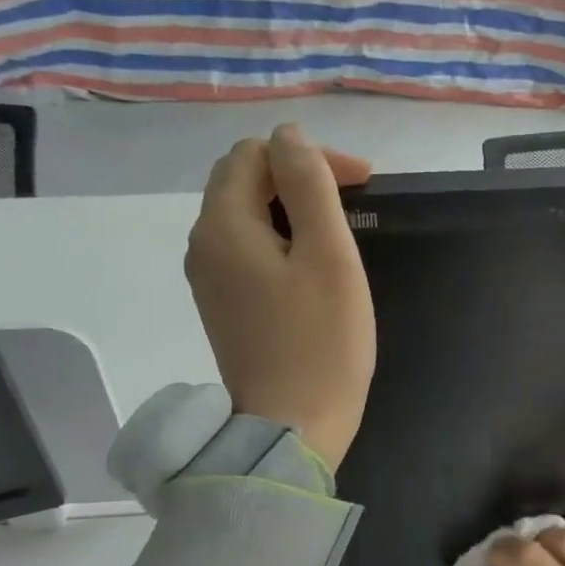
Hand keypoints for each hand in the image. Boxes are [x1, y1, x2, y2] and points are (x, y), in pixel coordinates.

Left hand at [185, 124, 374, 470]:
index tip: (361, 184)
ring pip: (245, 217)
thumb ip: (308, 185)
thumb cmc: (321, 344)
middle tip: (352, 200)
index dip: (309, 156)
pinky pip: (247, 252)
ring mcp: (209, 281)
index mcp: (223, 226)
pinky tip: (311, 268)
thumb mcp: (327, 255)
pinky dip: (280, 242)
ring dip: (291, 209)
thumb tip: (288, 135)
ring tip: (337, 233)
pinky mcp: (223, 308)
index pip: (255, 154)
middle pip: (243, 181)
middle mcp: (203, 246)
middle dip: (297, 177)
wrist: (291, 430)